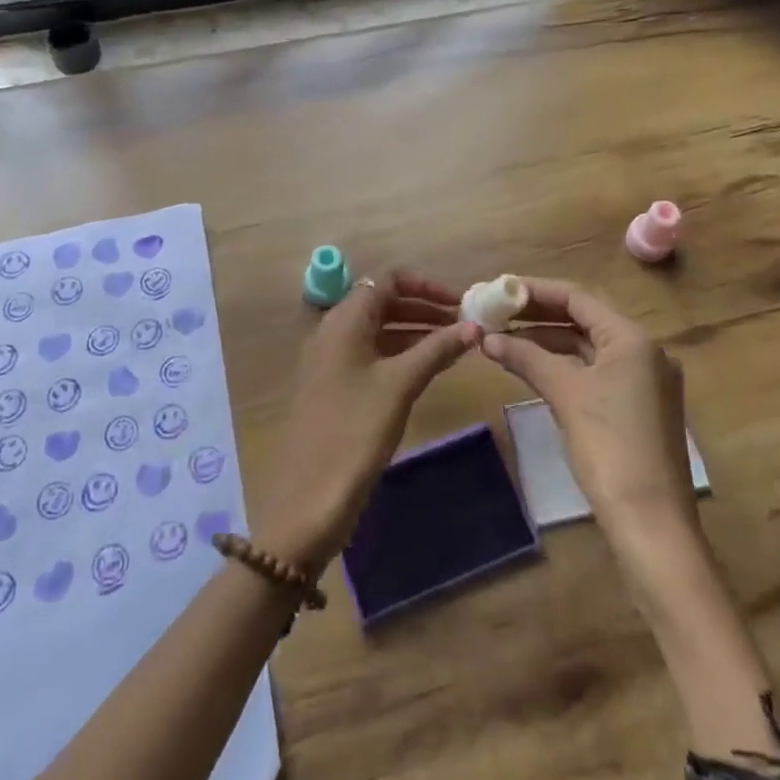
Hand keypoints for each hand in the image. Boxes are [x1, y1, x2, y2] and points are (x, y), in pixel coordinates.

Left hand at [253, 272, 476, 574]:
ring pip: (378, 331)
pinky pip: (371, 356)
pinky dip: (400, 354)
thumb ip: (436, 349)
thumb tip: (474, 326)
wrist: (306, 499)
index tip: (460, 304)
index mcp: (344, 320)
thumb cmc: (355, 431)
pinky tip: (427, 370)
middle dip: (424, 308)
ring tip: (455, 347)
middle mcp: (333, 331)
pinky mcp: (332, 387)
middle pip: (383, 303)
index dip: (426, 286)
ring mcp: (330, 360)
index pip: (387, 280)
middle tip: (464, 327)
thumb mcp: (400, 385)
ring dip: (415, 332)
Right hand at [480, 277, 700, 547]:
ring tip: (505, 339)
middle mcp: (645, 352)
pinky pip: (596, 372)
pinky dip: (564, 366)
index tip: (499, 289)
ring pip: (588, 348)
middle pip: (584, 320)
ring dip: (548, 341)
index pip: (577, 298)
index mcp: (633, 339)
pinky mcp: (639, 408)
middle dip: (538, 316)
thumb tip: (487, 338)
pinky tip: (533, 368)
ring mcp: (645, 381)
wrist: (652, 525)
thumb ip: (526, 358)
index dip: (535, 291)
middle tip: (496, 312)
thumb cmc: (610, 448)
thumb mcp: (565, 395)